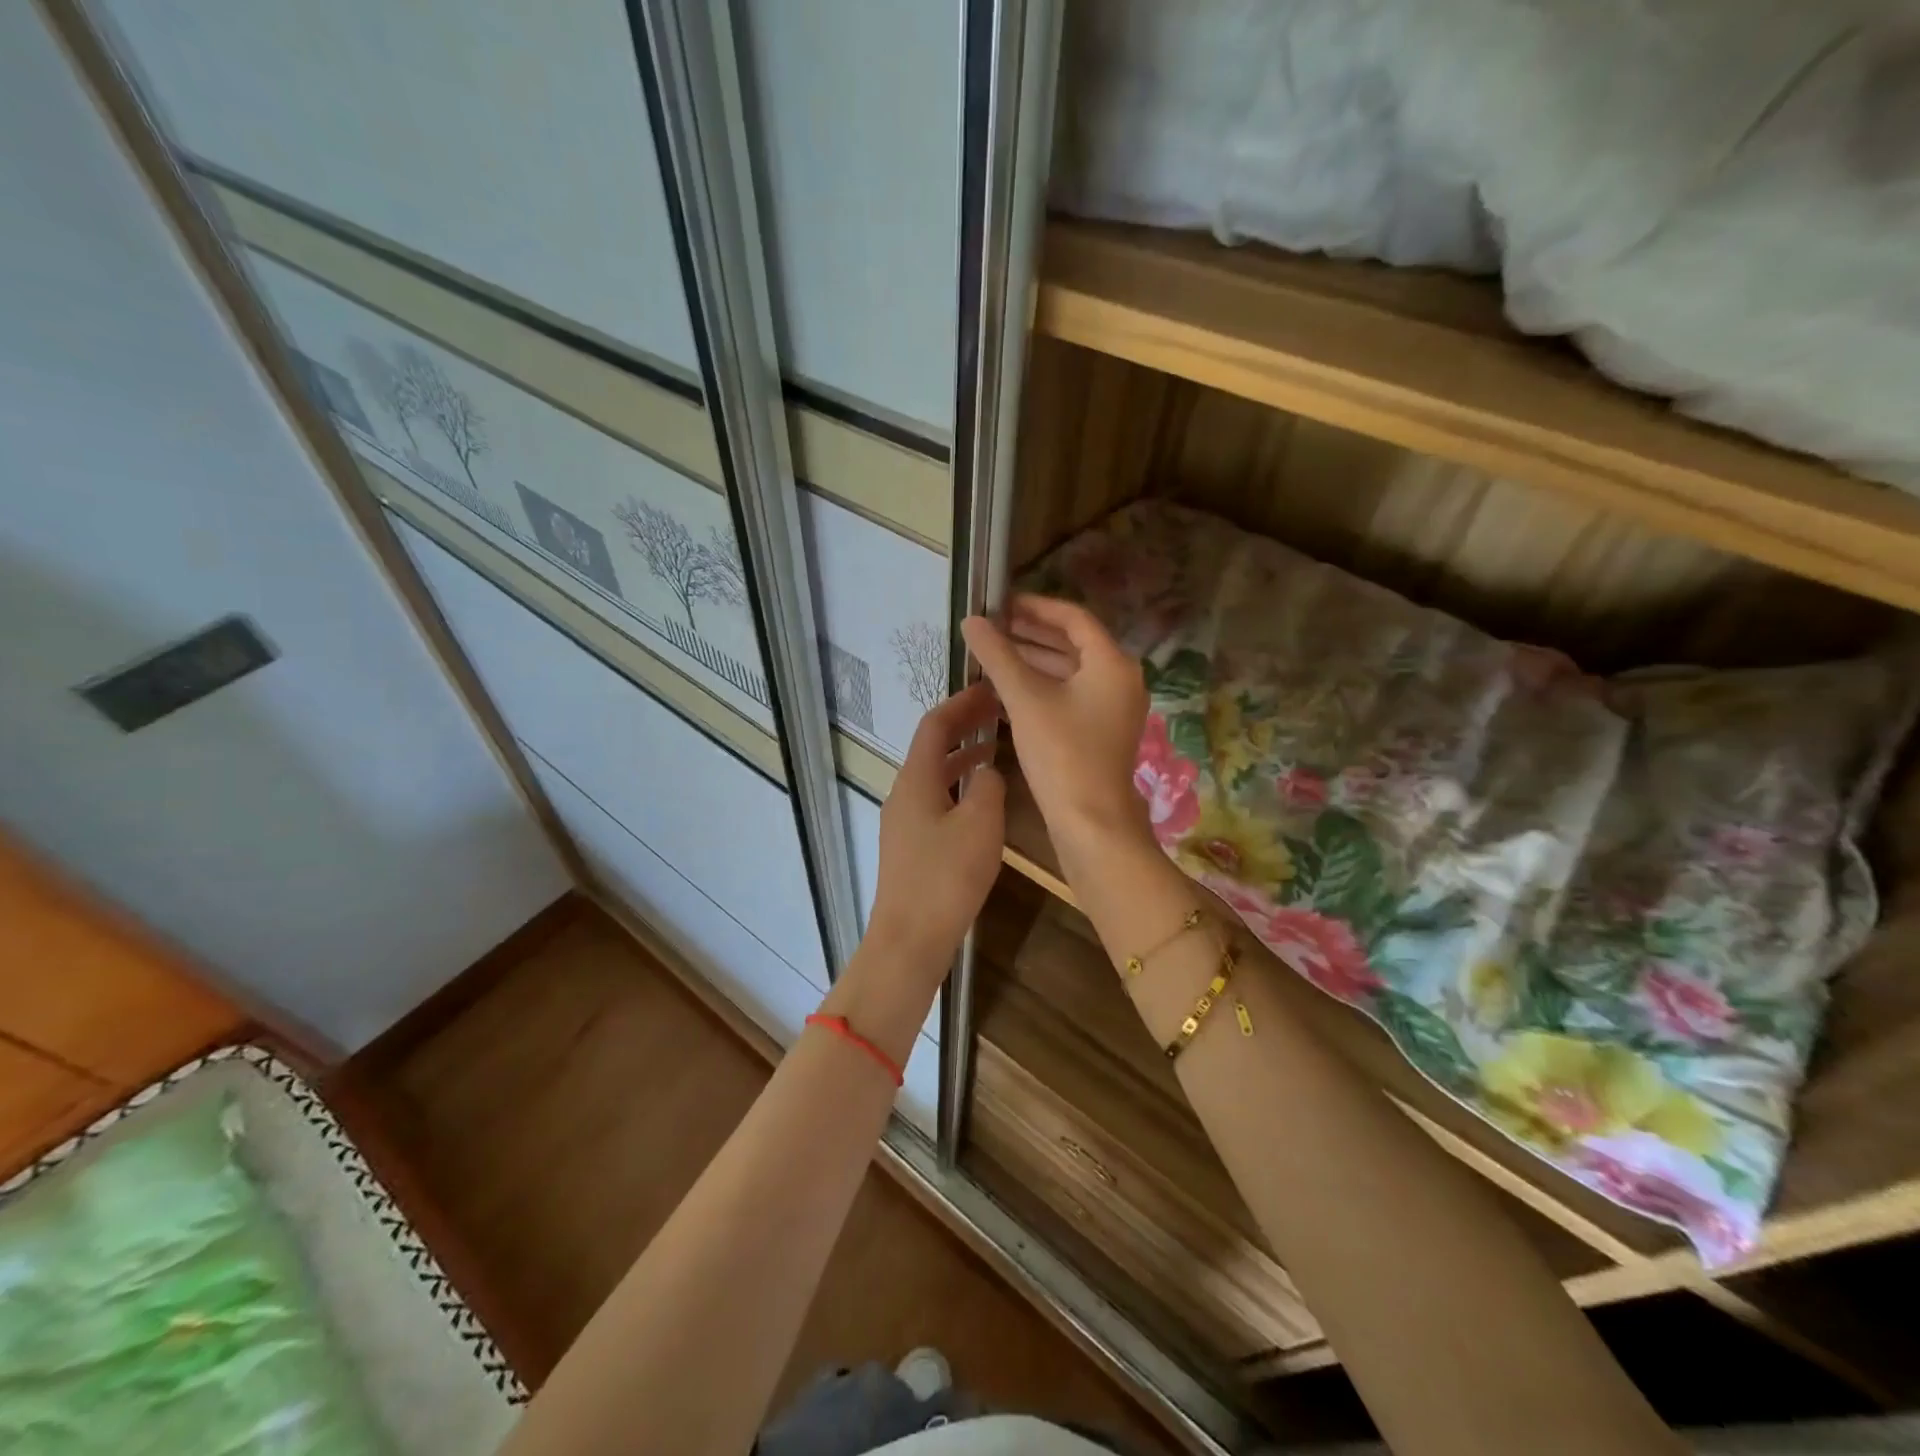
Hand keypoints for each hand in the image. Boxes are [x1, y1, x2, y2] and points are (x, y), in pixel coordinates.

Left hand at [867, 680, 1006, 975]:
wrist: (909, 939)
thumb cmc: (946, 877)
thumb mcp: (980, 824)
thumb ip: (988, 785)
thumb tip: (986, 770)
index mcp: (915, 779)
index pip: (935, 724)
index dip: (962, 703)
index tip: (992, 689)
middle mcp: (904, 793)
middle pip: (932, 747)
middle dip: (964, 726)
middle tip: (999, 713)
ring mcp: (904, 821)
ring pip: (935, 775)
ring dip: (963, 757)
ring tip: (997, 748)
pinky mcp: (911, 846)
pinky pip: (936, 799)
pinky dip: (959, 786)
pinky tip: (982, 799)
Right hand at [961, 595, 1151, 857]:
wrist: (1090, 821)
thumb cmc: (1061, 753)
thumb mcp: (1024, 699)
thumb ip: (998, 655)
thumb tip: (971, 620)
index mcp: (1112, 662)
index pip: (1073, 618)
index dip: (1035, 607)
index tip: (1001, 604)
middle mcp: (1121, 679)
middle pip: (1074, 643)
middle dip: (1032, 634)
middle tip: (992, 628)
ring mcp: (1114, 707)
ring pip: (1072, 671)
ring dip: (1035, 661)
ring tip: (994, 655)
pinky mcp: (1102, 731)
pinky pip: (1072, 695)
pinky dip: (1044, 686)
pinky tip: (1010, 689)